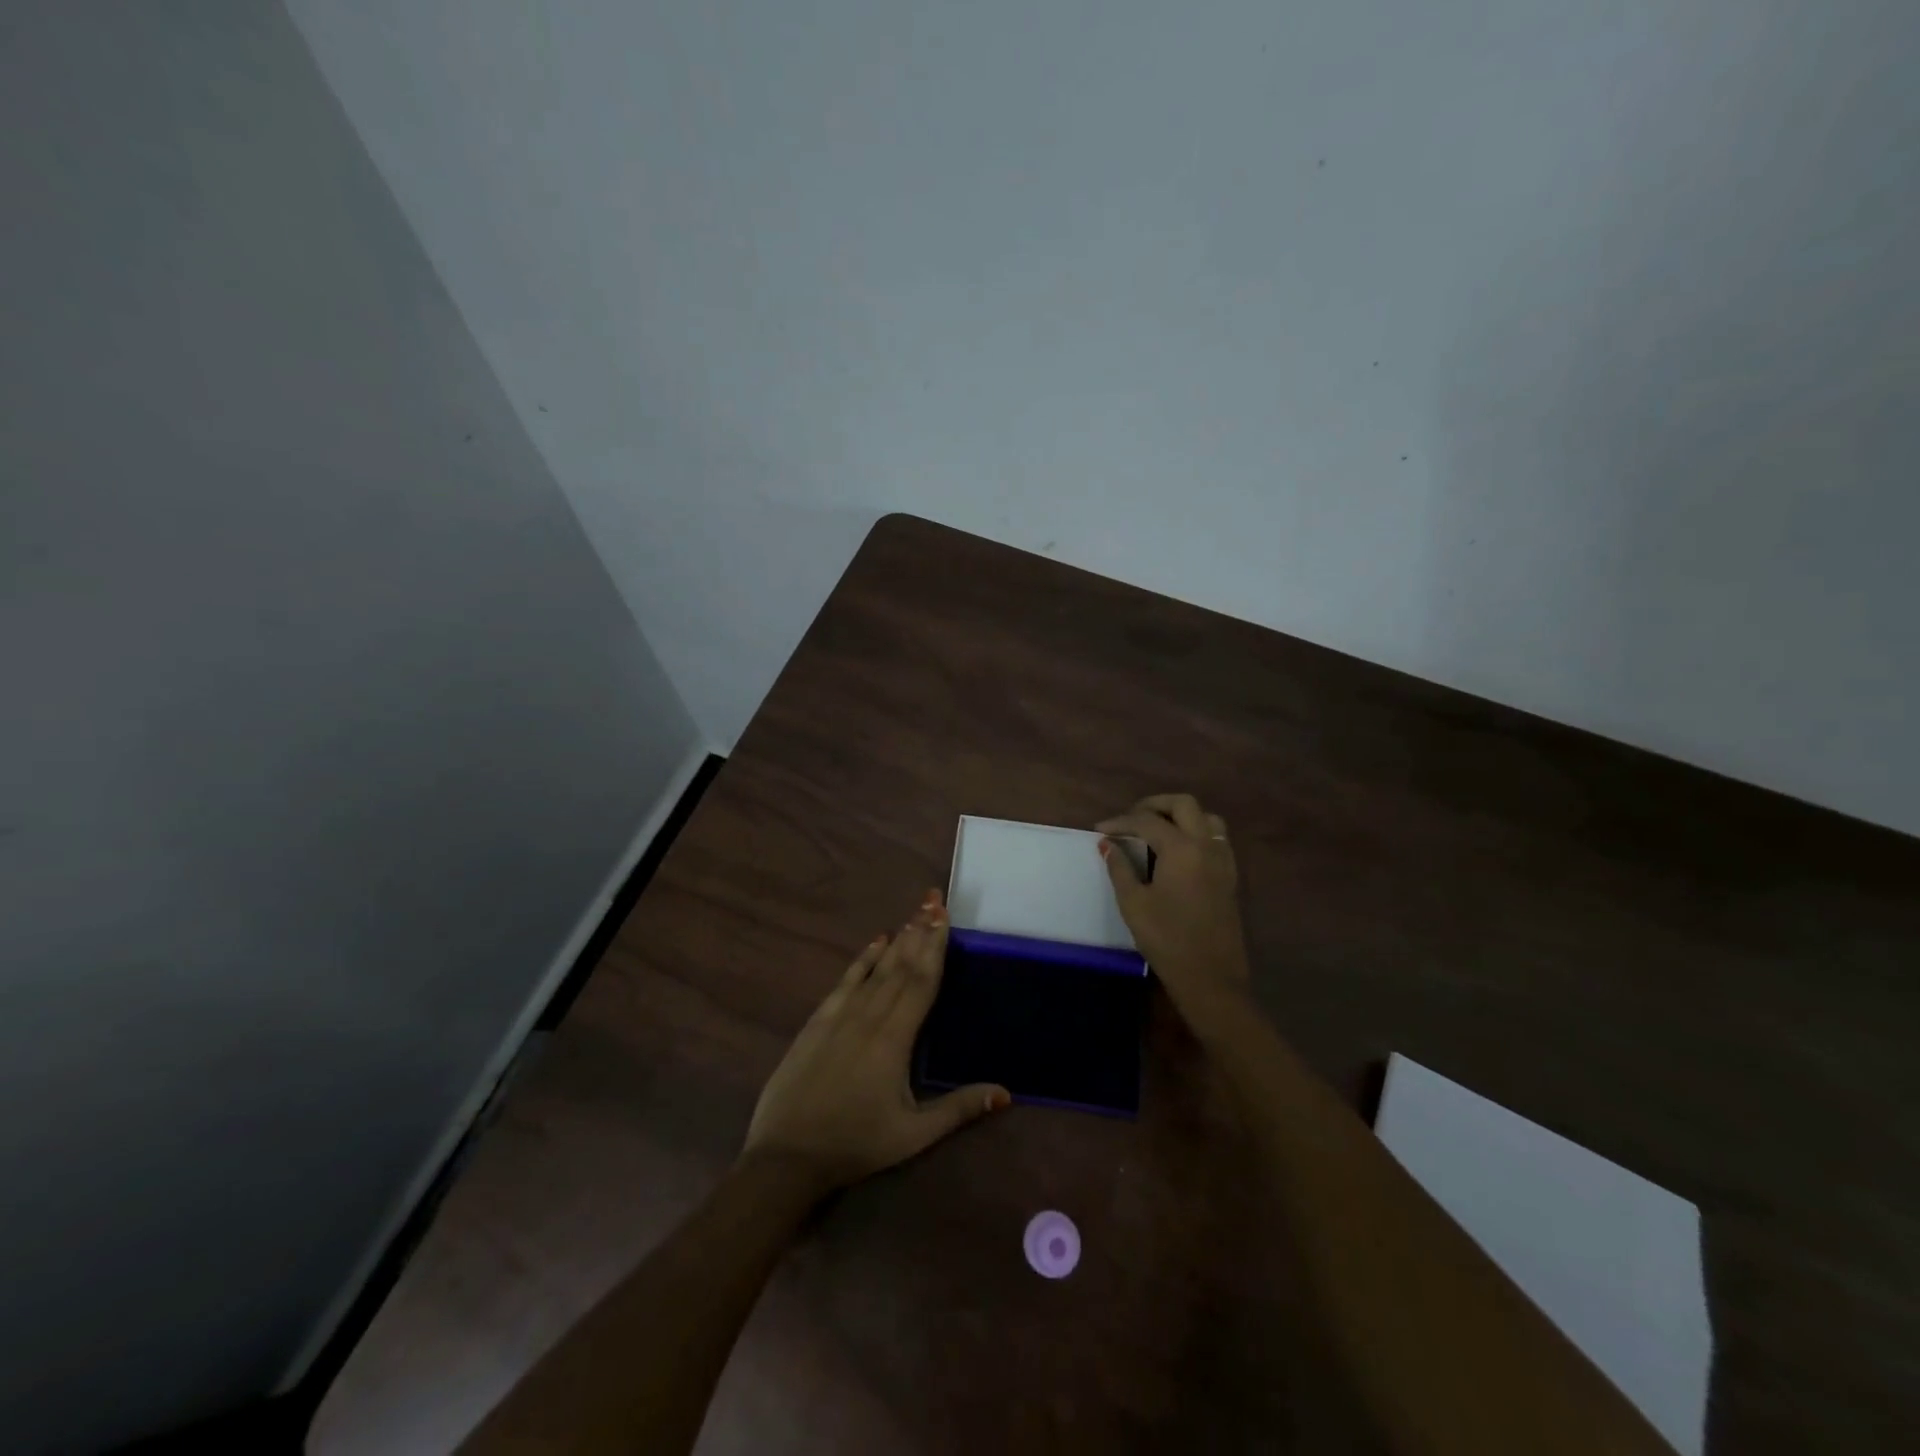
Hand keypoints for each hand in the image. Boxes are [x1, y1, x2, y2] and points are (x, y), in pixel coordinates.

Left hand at [742, 888, 1008, 1193]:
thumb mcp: (913, 1135)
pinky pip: (845, 982)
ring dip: (897, 939)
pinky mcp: (817, 1022)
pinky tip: (875, 941)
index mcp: (895, 1039)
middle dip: (920, 931)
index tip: (944, 916)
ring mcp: (840, 1016)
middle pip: (901, 966)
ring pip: (875, 968)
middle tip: (933, 899)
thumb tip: (1006, 1092)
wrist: (787, 1155)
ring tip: (914, 913)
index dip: (935, 947)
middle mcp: (869, 1017)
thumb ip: (959, 1109)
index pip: (921, 982)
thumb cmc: (855, 1144)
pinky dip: (862, 959)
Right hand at [1098, 793, 1249, 1013]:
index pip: (1146, 821)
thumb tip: (1108, 845)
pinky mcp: (1229, 876)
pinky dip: (1195, 832)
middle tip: (1130, 818)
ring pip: (1206, 817)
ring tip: (1156, 829)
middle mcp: (1206, 845)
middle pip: (1183, 805)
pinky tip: (1177, 851)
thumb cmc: (1167, 940)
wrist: (1210, 978)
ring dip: (1180, 815)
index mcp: (1182, 848)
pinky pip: (1215, 838)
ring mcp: (1223, 860)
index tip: (1100, 830)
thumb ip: (1120, 868)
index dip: (1120, 822)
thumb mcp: (1133, 903)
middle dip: (1154, 805)